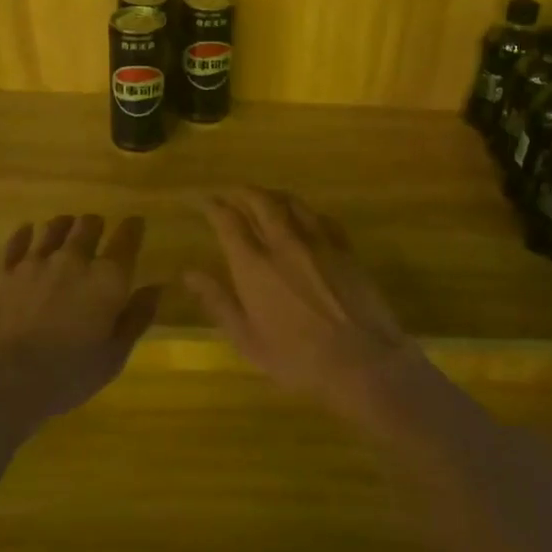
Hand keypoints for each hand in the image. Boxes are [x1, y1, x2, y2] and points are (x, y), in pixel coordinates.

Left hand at [0, 213, 160, 419]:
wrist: (4, 381)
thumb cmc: (68, 374)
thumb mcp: (115, 355)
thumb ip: (137, 317)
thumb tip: (155, 288)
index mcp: (107, 278)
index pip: (127, 238)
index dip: (133, 227)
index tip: (136, 223)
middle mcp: (74, 259)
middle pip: (88, 225)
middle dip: (96, 224)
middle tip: (97, 230)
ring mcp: (36, 262)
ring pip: (54, 227)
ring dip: (64, 226)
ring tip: (66, 229)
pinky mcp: (4, 271)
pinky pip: (17, 241)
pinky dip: (26, 234)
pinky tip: (28, 233)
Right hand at [185, 188, 429, 420]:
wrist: (362, 360)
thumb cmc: (297, 358)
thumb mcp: (248, 340)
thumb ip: (218, 302)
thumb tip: (188, 273)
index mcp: (254, 265)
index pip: (228, 221)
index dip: (213, 206)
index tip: (204, 200)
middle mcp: (283, 243)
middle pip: (260, 201)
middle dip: (242, 192)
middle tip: (232, 192)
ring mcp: (318, 241)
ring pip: (291, 202)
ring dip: (272, 195)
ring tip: (264, 197)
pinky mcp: (344, 247)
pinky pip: (321, 217)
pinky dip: (305, 211)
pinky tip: (305, 217)